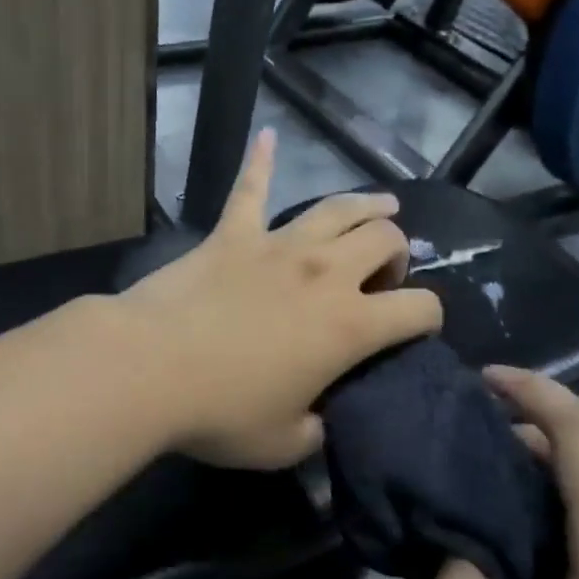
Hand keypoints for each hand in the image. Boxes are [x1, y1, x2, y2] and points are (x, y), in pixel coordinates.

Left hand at [120, 129, 442, 468]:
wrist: (148, 368)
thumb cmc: (220, 412)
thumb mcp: (283, 443)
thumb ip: (315, 431)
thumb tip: (319, 421)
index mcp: (348, 326)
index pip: (419, 309)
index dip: (430, 317)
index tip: (419, 326)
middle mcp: (324, 274)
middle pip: (384, 241)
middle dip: (397, 255)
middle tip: (382, 276)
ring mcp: (276, 246)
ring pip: (336, 208)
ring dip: (366, 205)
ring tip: (383, 206)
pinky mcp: (230, 235)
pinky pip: (250, 190)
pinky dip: (260, 162)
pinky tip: (267, 135)